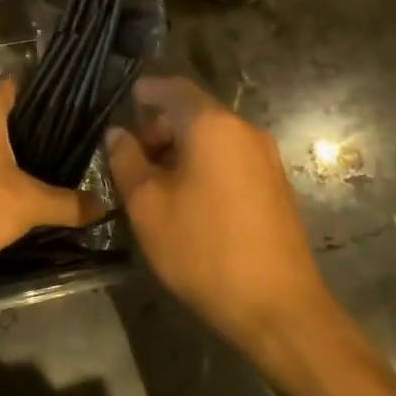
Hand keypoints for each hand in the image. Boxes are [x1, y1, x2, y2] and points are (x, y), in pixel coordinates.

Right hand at [107, 77, 333, 351]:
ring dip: (181, 148)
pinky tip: (187, 197)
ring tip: (155, 181)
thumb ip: (126, 160)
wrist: (277, 306)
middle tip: (133, 155)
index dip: (148, 90)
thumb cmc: (202, 248)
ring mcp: (265, 159)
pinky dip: (204, 163)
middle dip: (160, 126)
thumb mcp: (147, 204)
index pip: (175, 88)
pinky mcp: (275, 185)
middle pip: (195, 112)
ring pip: (213, 137)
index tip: (127, 97)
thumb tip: (118, 133)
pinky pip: (230, 157)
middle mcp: (244, 131)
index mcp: (212, 126)